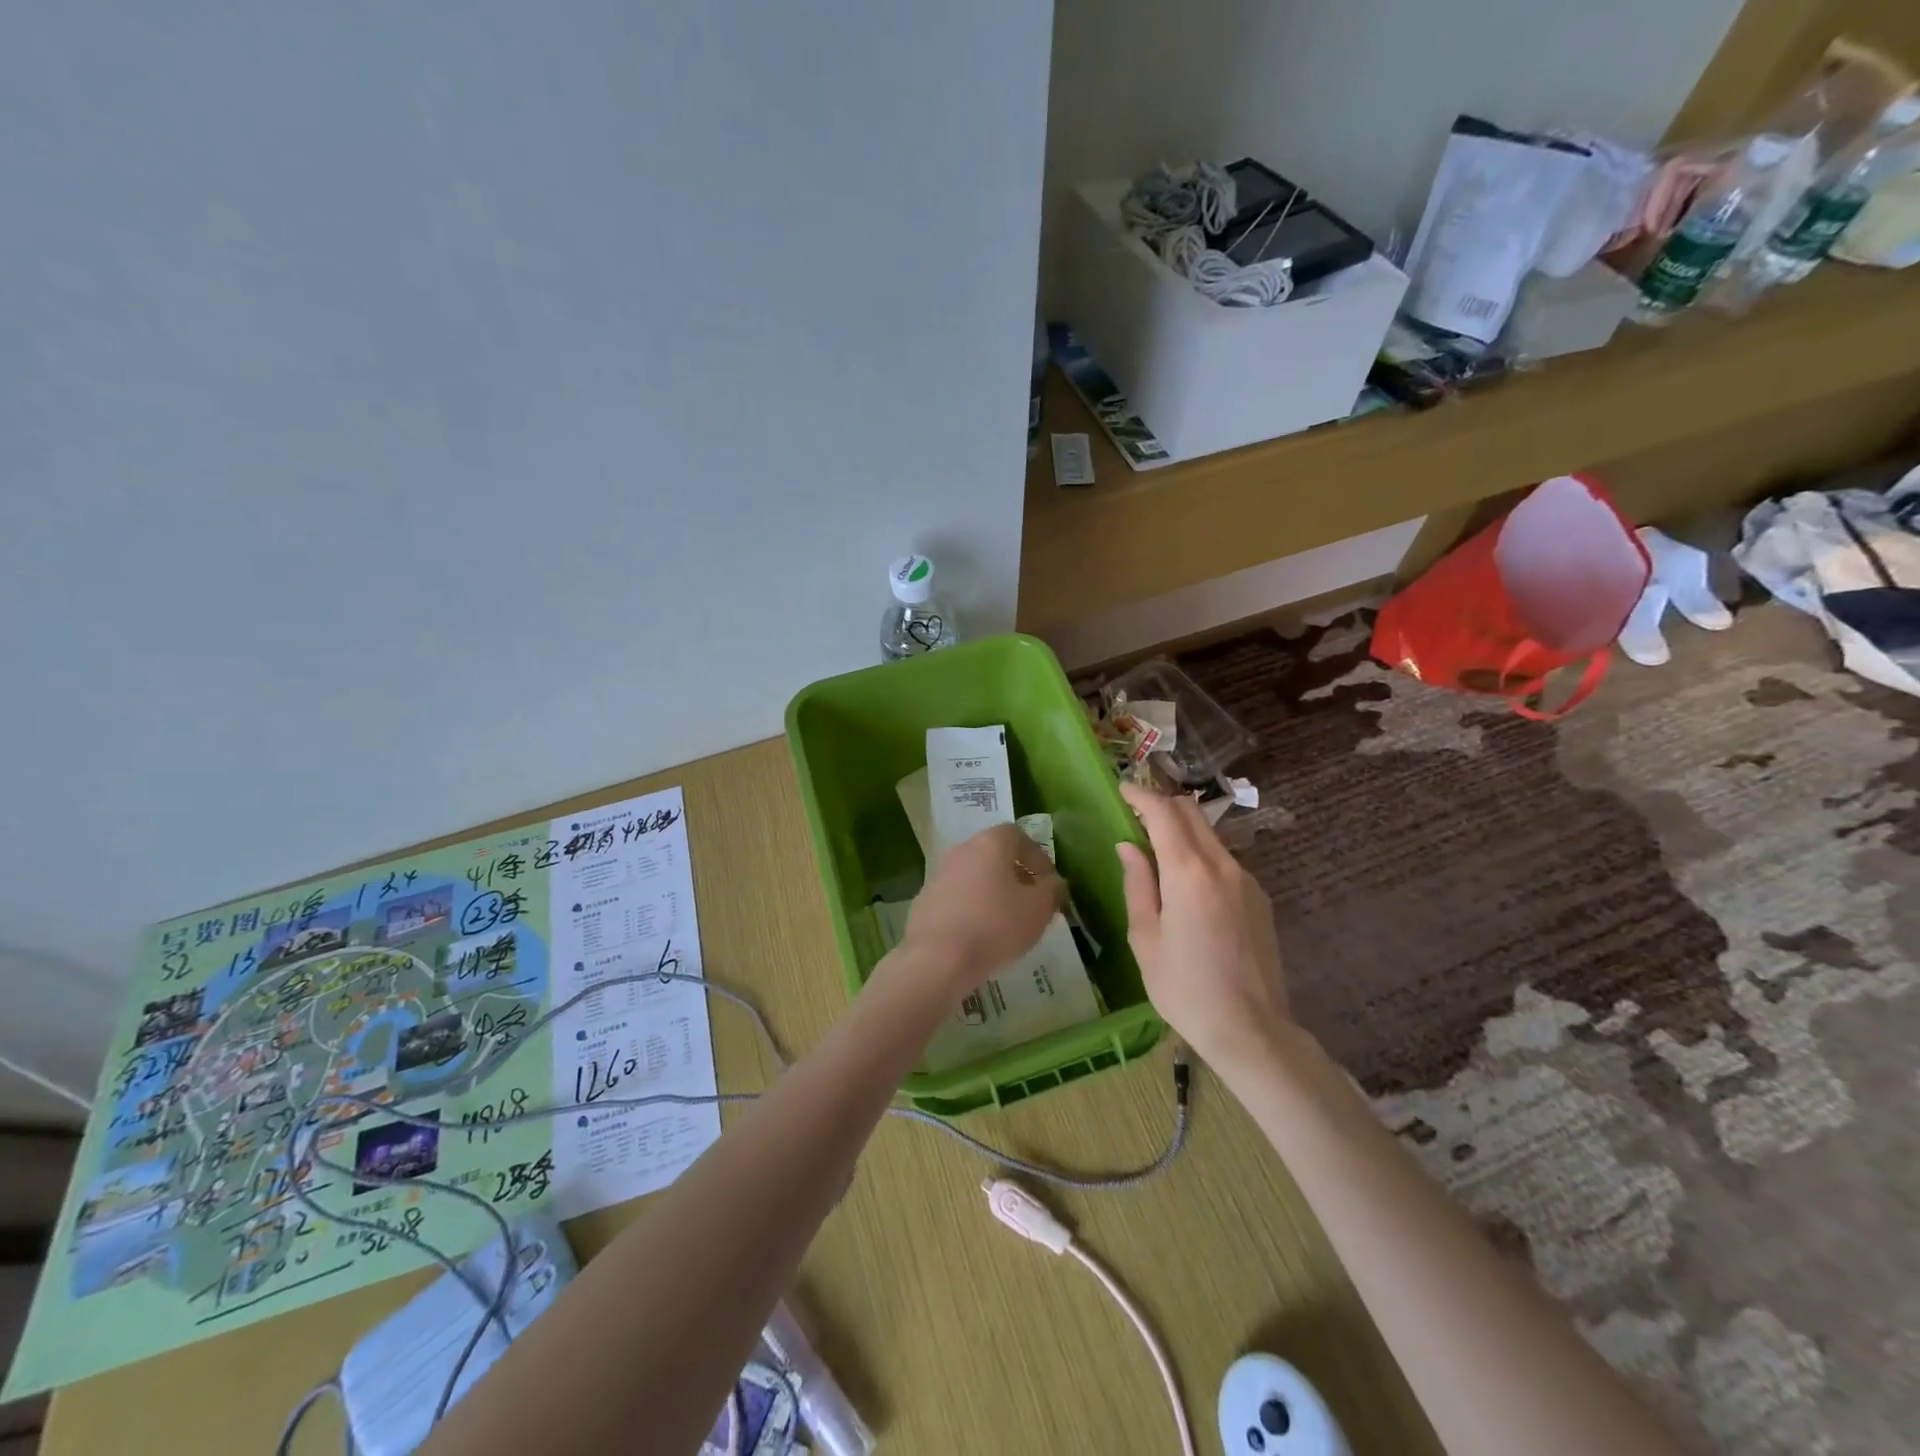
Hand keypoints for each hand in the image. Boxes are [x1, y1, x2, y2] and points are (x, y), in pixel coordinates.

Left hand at [896, 823, 1062, 997]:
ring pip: (973, 877)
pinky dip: (971, 909)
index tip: (1048, 882)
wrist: (937, 958)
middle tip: (1030, 902)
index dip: (1036, 856)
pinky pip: (956, 899)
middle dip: (1014, 875)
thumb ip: (1052, 891)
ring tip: (1006, 922)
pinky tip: (979, 936)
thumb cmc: (995, 926)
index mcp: (989, 843)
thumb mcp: (1038, 910)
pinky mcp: (924, 902)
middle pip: (993, 855)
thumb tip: (1053, 883)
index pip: (1017, 835)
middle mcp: (961, 850)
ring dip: (991, 893)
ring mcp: (938, 875)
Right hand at [1117, 782, 1289, 1068]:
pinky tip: (1187, 885)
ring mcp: (1247, 880)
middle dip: (1163, 804)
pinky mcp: (1260, 899)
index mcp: (1189, 872)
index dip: (1141, 795)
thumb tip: (1129, 847)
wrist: (1251, 1030)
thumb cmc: (1184, 987)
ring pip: (1210, 836)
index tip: (1122, 789)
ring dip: (1183, 830)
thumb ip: (1137, 884)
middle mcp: (1222, 865)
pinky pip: (1224, 862)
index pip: (1163, 813)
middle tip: (1136, 813)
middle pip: (1192, 813)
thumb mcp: (1145, 938)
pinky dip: (1200, 855)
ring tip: (1157, 850)